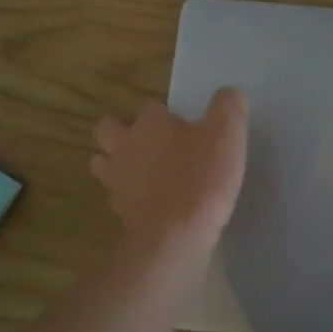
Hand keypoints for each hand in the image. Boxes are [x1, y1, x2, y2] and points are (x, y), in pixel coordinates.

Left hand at [91, 89, 248, 260]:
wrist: (174, 237)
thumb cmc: (200, 178)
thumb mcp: (227, 133)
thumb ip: (228, 106)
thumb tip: (229, 95)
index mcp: (148, 123)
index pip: (151, 107)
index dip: (167, 115)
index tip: (188, 127)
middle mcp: (124, 147)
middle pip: (108, 130)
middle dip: (124, 132)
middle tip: (153, 144)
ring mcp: (116, 182)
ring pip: (104, 164)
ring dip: (119, 164)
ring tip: (146, 173)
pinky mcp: (119, 213)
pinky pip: (118, 198)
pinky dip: (131, 197)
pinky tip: (153, 203)